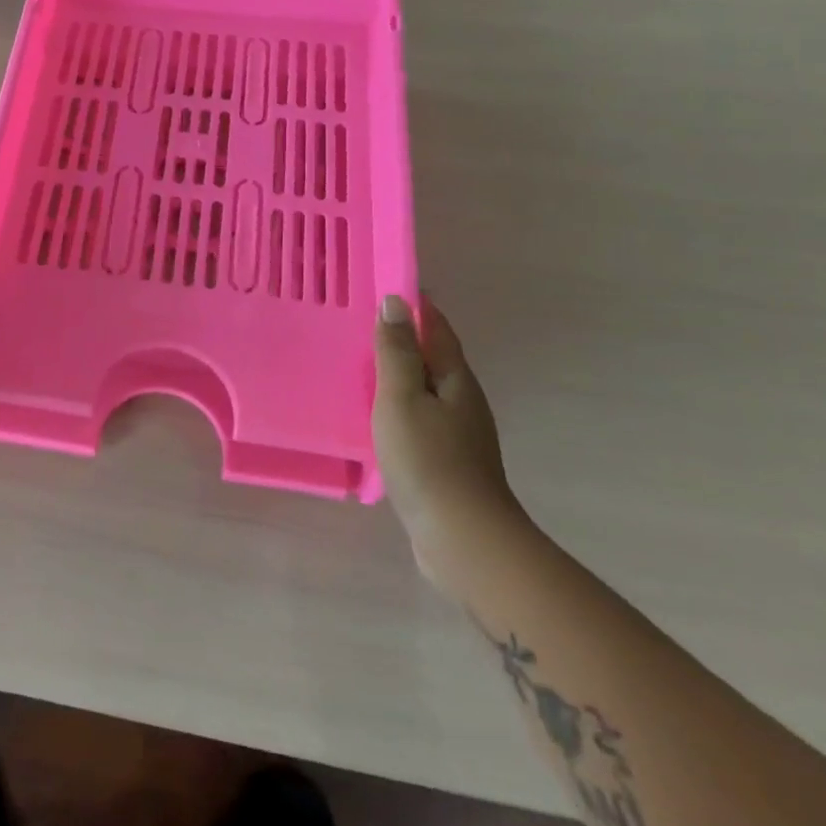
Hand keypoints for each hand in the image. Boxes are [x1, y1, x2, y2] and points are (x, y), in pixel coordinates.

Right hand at [373, 294, 527, 596]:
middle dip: (404, 337)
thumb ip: (396, 352)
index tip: (385, 286)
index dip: (415, 305)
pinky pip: (420, 417)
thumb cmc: (428, 459)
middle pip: (433, 356)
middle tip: (361, 322)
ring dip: (400, 373)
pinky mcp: (447, 461)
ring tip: (361, 364)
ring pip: (426, 388)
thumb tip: (395, 303)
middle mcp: (463, 400)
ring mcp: (458, 433)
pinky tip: (376, 415)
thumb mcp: (401, 397)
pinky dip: (399, 405)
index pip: (436, 327)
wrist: (464, 539)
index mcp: (455, 378)